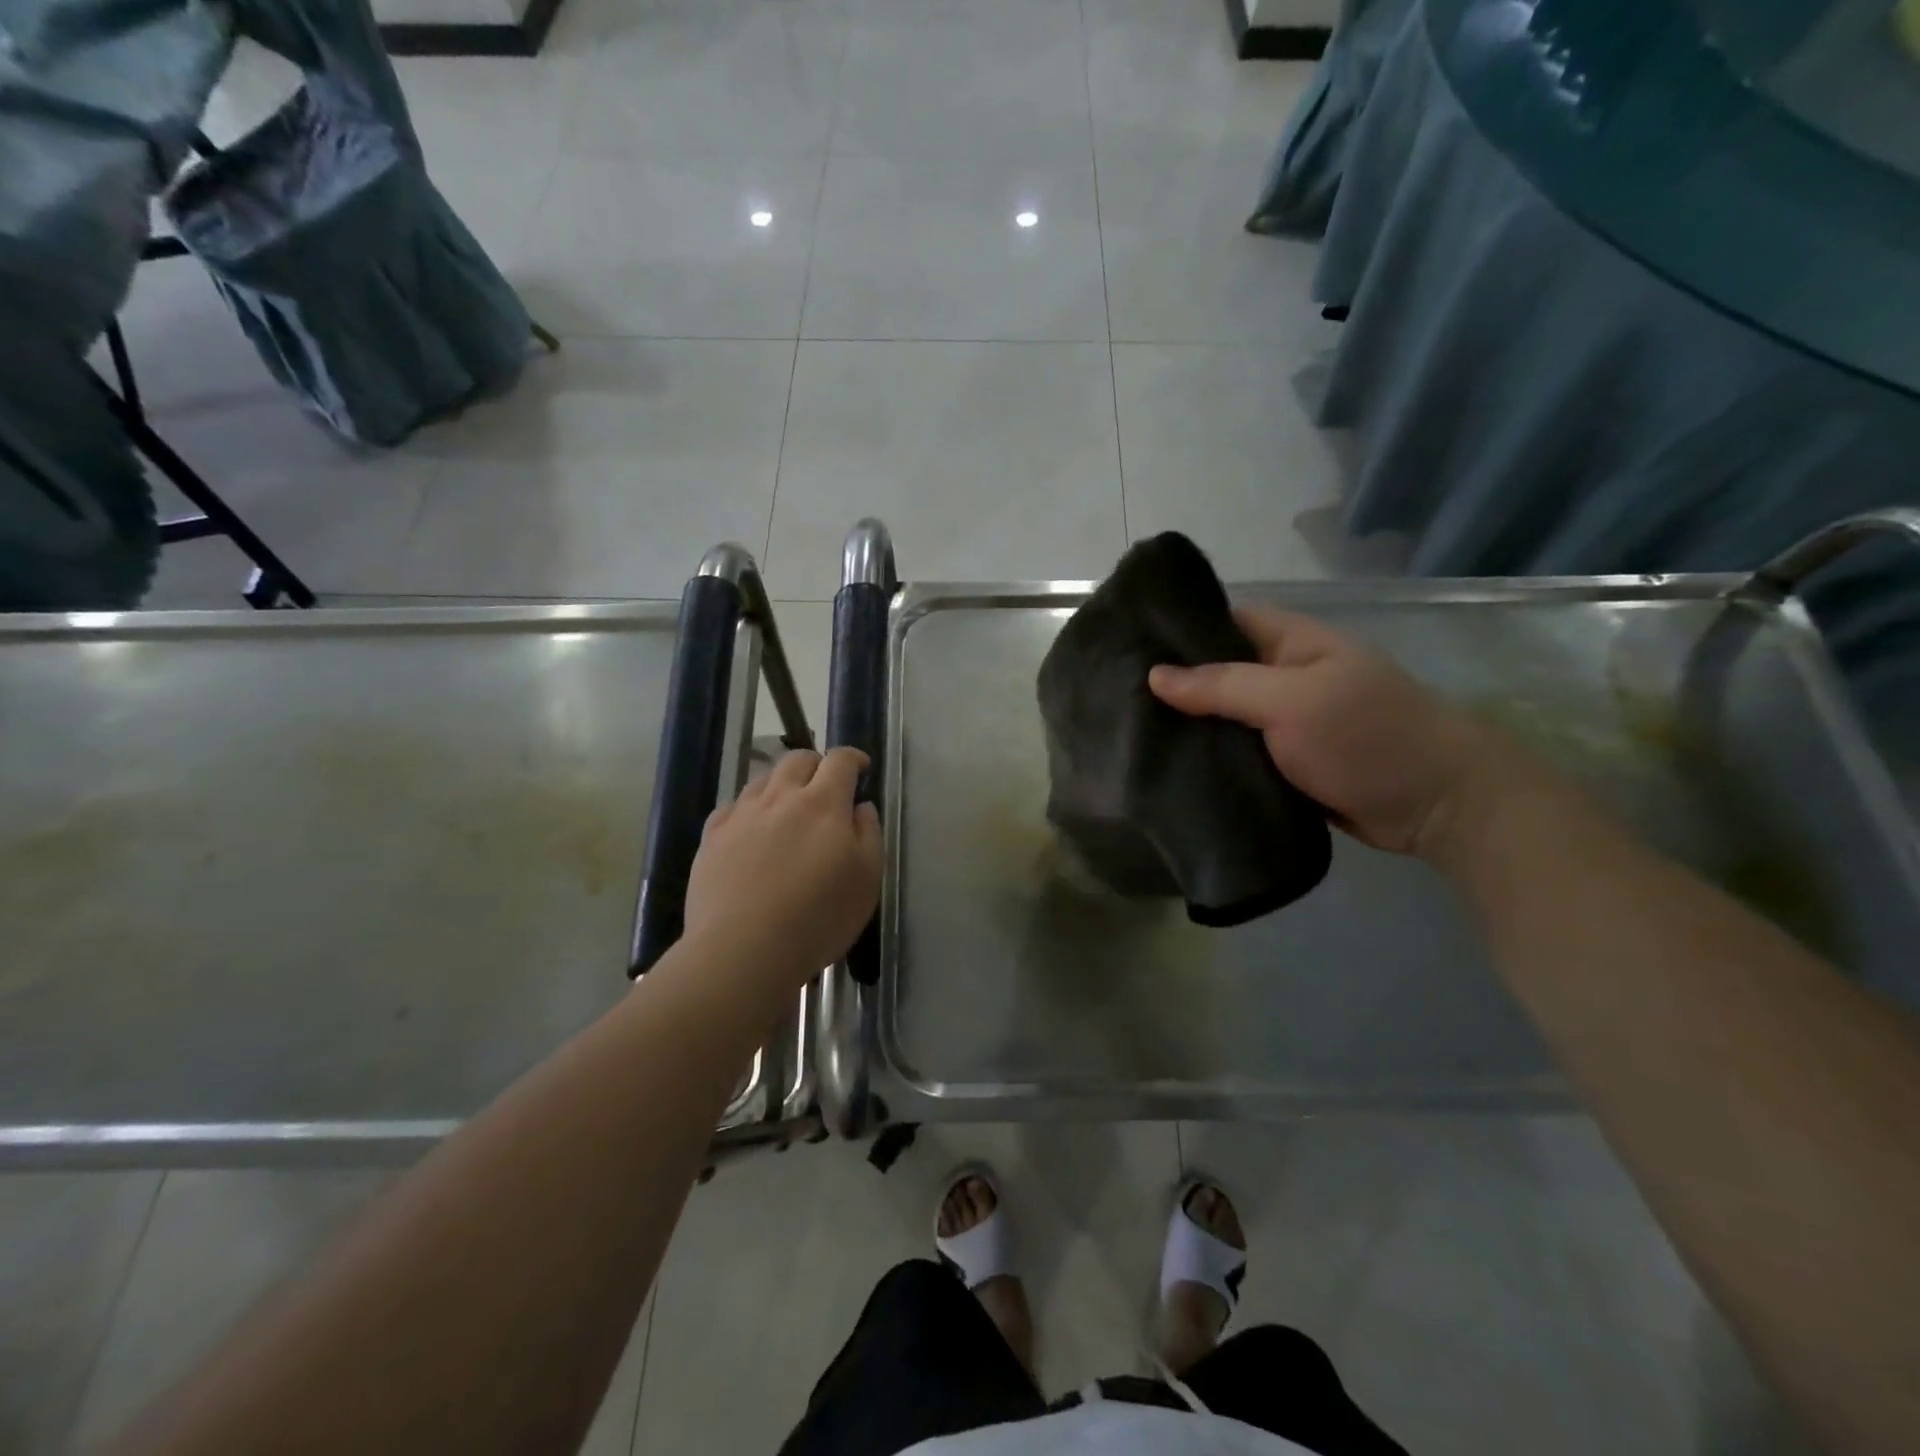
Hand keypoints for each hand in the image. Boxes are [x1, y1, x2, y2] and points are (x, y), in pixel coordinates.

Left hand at [683, 747, 882, 987]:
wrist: (742, 951)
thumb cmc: (818, 918)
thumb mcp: (867, 879)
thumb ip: (868, 833)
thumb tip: (860, 806)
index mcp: (823, 803)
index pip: (839, 761)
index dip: (853, 758)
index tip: (861, 768)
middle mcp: (780, 797)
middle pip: (798, 760)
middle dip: (817, 765)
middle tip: (826, 787)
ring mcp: (741, 815)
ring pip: (763, 779)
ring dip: (782, 784)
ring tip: (788, 809)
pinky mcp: (711, 837)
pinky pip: (732, 807)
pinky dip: (749, 809)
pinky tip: (752, 830)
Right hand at [1148, 606, 1495, 859]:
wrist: (1436, 806)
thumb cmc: (1366, 735)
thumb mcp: (1290, 701)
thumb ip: (1221, 686)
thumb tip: (1154, 676)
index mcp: (1291, 643)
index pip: (1224, 621)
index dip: (1180, 630)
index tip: (1127, 646)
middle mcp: (1283, 677)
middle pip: (1217, 672)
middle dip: (1174, 684)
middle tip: (1116, 696)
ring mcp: (1284, 723)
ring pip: (1223, 718)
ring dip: (1187, 727)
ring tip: (1129, 733)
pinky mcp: (1283, 765)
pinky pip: (1236, 754)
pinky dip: (1208, 759)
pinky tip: (1166, 767)